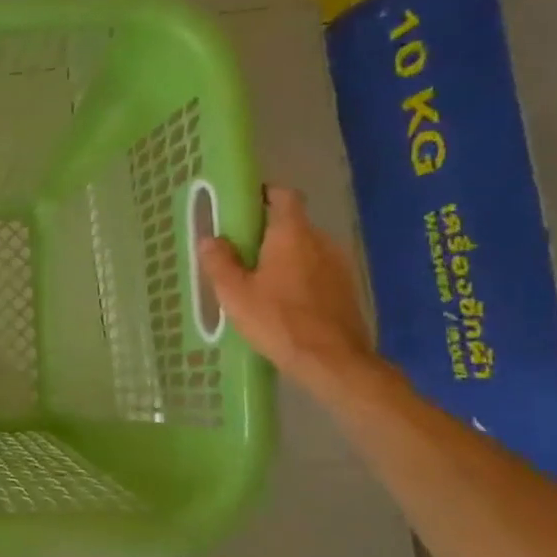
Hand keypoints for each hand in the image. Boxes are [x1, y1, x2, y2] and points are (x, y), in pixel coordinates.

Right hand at [198, 185, 376, 394]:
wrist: (332, 361)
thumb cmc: (278, 320)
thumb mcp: (235, 293)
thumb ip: (220, 262)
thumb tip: (211, 239)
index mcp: (292, 234)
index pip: (284, 195)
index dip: (265, 195)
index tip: (244, 207)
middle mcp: (320, 241)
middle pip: (292, 224)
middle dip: (267, 233)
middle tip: (241, 253)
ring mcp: (338, 265)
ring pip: (305, 249)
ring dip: (284, 257)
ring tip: (259, 281)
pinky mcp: (346, 289)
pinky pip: (317, 271)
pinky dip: (299, 277)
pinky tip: (283, 302)